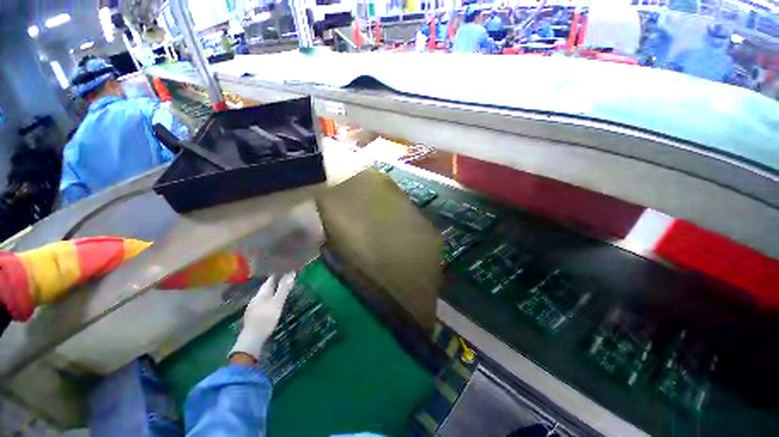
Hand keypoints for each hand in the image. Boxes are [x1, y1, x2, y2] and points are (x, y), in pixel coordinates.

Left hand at [229, 272, 295, 360]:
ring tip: (282, 290)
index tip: (286, 270)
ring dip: (273, 291)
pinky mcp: (253, 315)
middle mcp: (256, 298)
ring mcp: (253, 307)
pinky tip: (272, 304)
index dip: (278, 274)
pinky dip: (270, 299)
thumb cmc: (266, 319)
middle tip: (287, 279)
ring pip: (264, 296)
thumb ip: (284, 289)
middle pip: (266, 287)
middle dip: (276, 282)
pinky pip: (263, 303)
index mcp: (261, 293)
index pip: (270, 280)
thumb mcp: (277, 303)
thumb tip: (291, 273)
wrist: (251, 339)